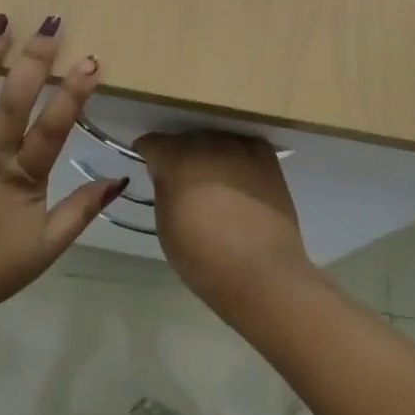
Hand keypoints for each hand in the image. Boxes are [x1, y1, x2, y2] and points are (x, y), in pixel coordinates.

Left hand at [0, 16, 124, 316]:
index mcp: (22, 179)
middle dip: (35, 60)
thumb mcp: (45, 250)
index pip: (54, 128)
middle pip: (15, 100)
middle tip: (51, 24)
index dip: (74, 93)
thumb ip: (81, 210)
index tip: (91, 60)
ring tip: (0, 22)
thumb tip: (119, 178)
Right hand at [134, 132, 315, 317]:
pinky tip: (238, 176)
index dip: (148, 155)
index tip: (150, 168)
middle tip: (182, 180)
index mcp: (177, 160)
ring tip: (212, 179)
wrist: (264, 275)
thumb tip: (166, 174)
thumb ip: (163, 190)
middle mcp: (208, 144)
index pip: (152, 143)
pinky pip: (244, 145)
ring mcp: (240, 148)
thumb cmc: (205, 260)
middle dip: (178, 154)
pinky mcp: (266, 159)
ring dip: (208, 154)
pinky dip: (237, 156)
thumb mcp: (166, 228)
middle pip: (184, 138)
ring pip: (214, 140)